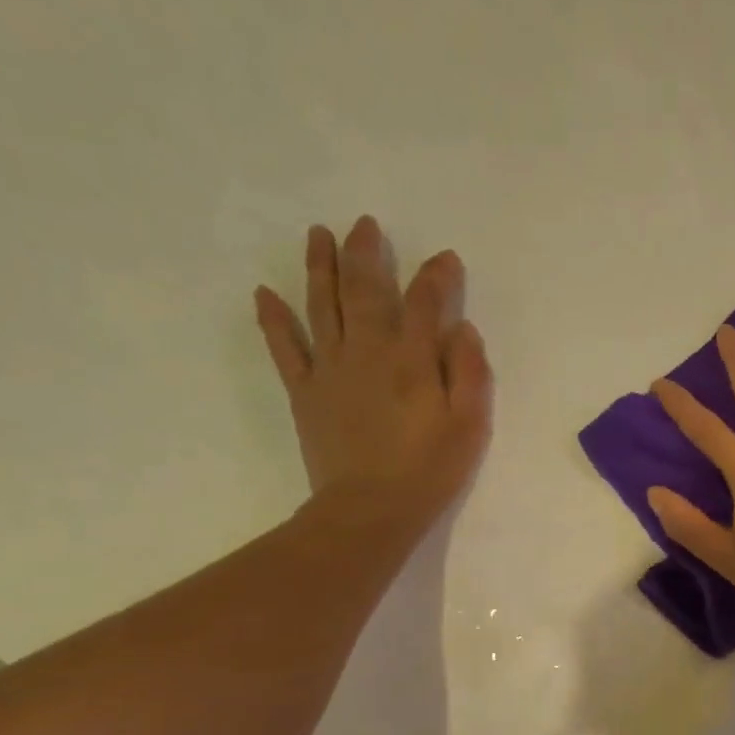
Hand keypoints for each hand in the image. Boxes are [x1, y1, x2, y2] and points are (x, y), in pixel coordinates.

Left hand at [254, 216, 492, 532]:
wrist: (370, 509)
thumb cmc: (430, 470)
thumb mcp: (469, 426)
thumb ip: (469, 374)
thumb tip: (461, 329)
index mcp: (412, 361)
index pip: (424, 304)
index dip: (436, 277)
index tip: (445, 258)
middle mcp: (368, 353)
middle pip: (364, 291)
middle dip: (367, 254)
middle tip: (365, 224)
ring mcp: (330, 369)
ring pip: (321, 306)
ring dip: (319, 267)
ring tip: (319, 235)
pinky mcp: (305, 391)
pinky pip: (284, 347)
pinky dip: (273, 318)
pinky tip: (264, 292)